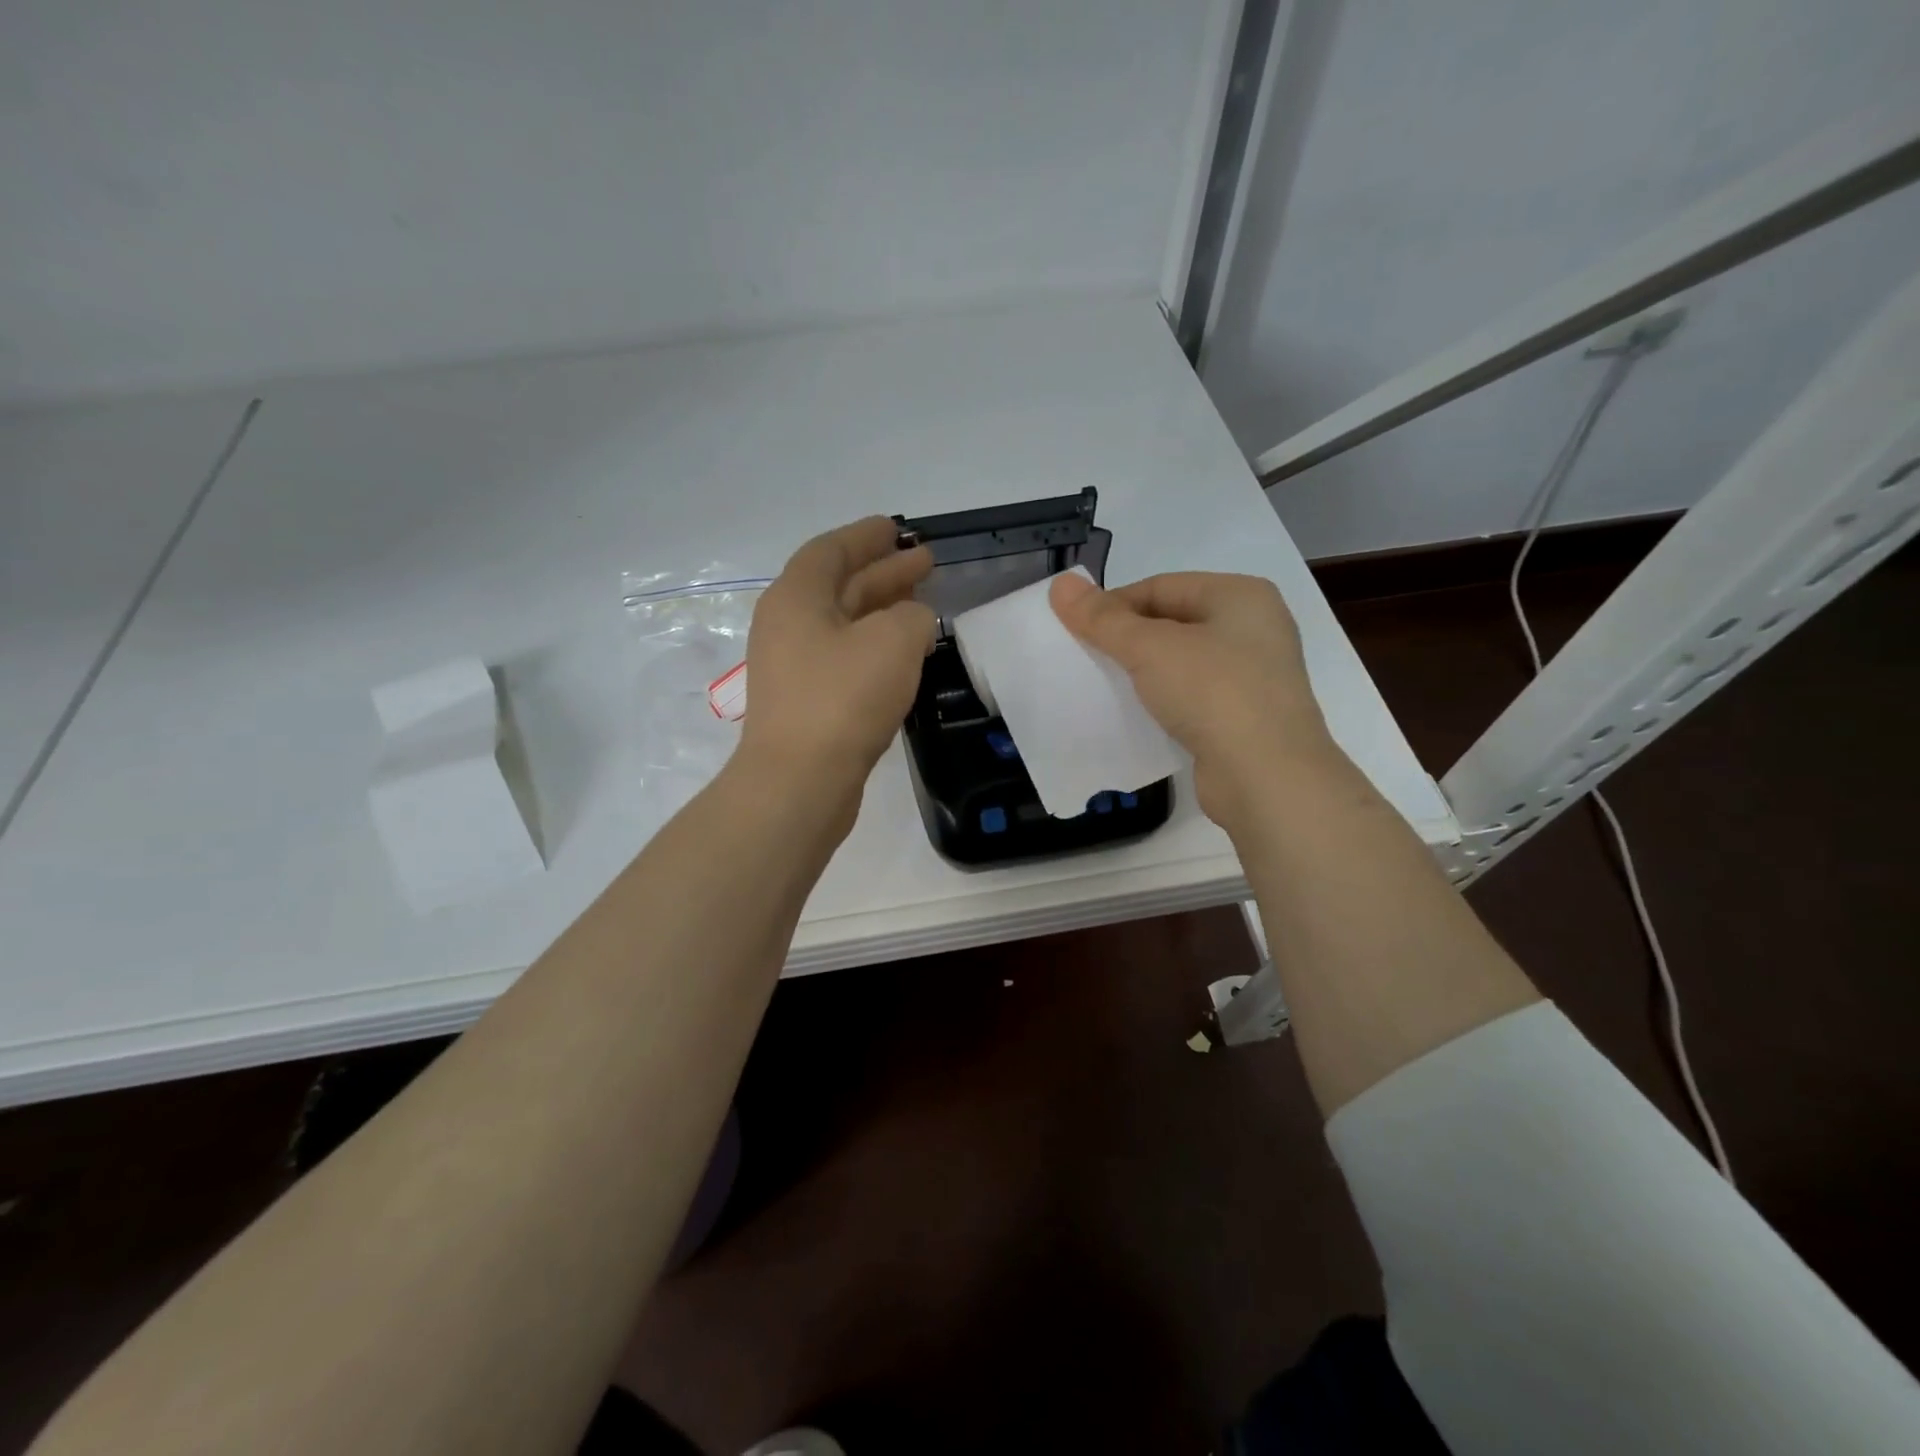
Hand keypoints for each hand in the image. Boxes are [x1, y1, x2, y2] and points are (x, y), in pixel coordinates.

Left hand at [739, 516, 935, 802]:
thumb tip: (912, 623)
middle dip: (884, 572)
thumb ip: (912, 617)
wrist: (800, 782)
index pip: (831, 551)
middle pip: (840, 586)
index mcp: (796, 597)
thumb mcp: (893, 641)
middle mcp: (788, 626)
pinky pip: (846, 659)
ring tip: (923, 603)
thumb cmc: (843, 698)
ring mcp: (794, 668)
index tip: (897, 529)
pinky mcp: (808, 703)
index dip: (866, 537)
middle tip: (925, 562)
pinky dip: (876, 648)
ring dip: (883, 610)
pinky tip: (905, 655)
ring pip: (845, 625)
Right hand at [1049, 570, 1334, 827]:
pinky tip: (1137, 716)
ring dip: (1143, 672)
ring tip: (1106, 687)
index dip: (1114, 604)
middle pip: (1173, 621)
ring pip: (1182, 662)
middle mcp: (1254, 628)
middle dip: (1127, 639)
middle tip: (1087, 658)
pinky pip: (1193, 697)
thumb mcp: (1149, 648)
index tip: (1077, 630)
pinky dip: (1164, 701)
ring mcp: (1254, 676)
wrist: (1267, 777)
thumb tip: (1060, 584)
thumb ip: (1103, 618)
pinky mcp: (1246, 717)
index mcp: (1240, 596)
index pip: (1161, 586)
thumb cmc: (1212, 692)